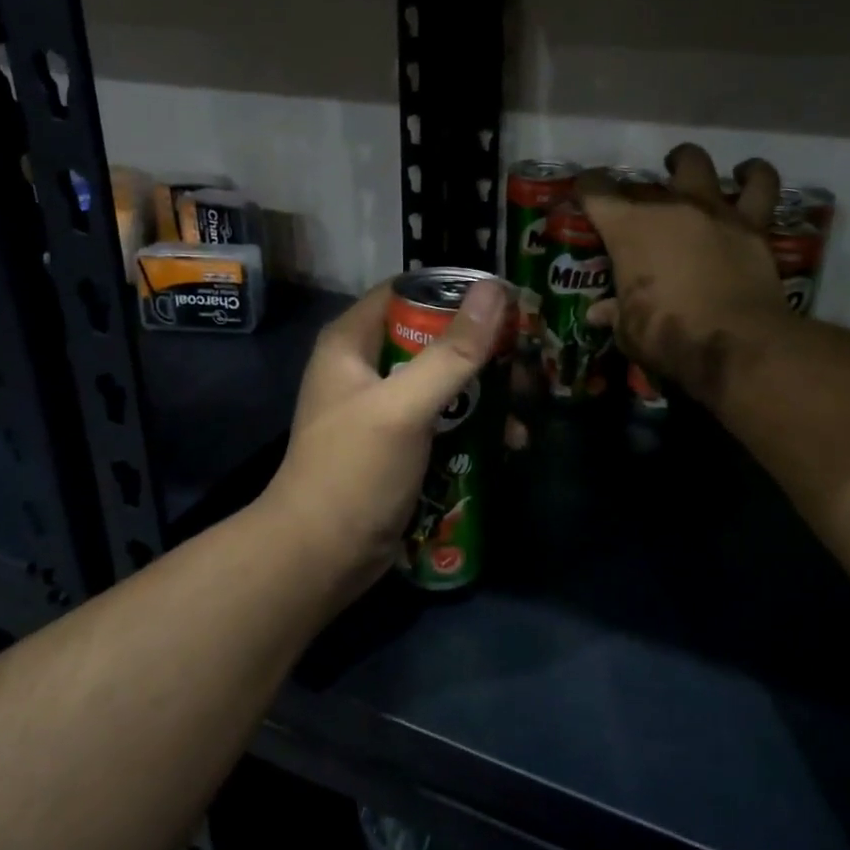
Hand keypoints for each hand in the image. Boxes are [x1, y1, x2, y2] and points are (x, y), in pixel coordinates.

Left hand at [257, 277, 511, 593]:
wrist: (320, 559)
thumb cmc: (354, 471)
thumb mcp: (404, 406)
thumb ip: (451, 351)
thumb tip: (496, 291)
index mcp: (352, 342)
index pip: (407, 292)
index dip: (455, 290)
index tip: (508, 299)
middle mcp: (366, 367)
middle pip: (432, 337)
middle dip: (481, 346)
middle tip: (529, 354)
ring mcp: (384, 408)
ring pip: (444, 380)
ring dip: (485, 390)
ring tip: (527, 402)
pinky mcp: (400, 444)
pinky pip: (444, 419)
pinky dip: (475, 424)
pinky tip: (510, 440)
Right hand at [579, 143, 786, 404]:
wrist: (736, 343)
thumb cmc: (668, 336)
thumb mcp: (628, 331)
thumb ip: (614, 314)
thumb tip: (598, 313)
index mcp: (628, 228)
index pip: (595, 191)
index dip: (586, 189)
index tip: (584, 196)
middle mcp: (668, 207)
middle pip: (643, 183)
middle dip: (633, 192)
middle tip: (634, 210)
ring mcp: (713, 210)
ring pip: (697, 164)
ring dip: (687, 163)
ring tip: (683, 170)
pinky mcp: (752, 224)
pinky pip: (759, 185)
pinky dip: (753, 175)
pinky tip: (747, 174)